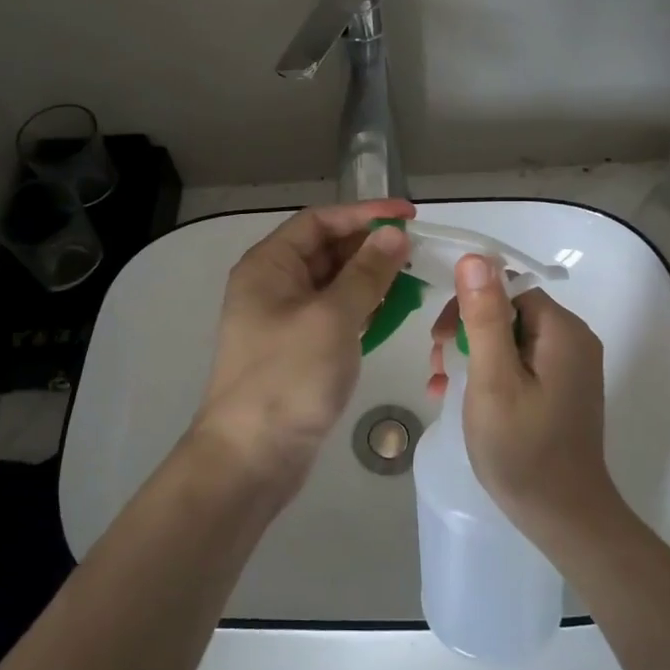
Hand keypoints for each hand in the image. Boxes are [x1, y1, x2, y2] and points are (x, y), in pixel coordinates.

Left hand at [194, 200, 414, 497]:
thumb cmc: (288, 378)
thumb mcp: (332, 318)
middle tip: (419, 250)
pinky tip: (391, 312)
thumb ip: (366, 273)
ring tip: (414, 278)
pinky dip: (361, 309)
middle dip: (371, 247)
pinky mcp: (298, 349)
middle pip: (326, 250)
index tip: (409, 216)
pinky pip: (333, 314)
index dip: (364, 213)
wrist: (251, 457)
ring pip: (333, 284)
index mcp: (268, 266)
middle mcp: (272, 285)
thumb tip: (393, 234)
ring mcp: (284, 319)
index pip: (319, 221)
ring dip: (370, 278)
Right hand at [428, 256, 619, 541]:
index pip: (508, 289)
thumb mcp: (493, 379)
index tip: (439, 339)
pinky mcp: (562, 390)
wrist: (563, 516)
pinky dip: (489, 373)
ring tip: (441, 384)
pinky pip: (520, 364)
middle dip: (466, 332)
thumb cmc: (522, 448)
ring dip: (471, 354)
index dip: (468, 305)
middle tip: (437, 365)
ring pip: (510, 339)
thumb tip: (476, 257)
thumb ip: (485, 317)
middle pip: (509, 311)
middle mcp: (573, 341)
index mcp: (562, 331)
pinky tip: (460, 397)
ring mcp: (570, 368)